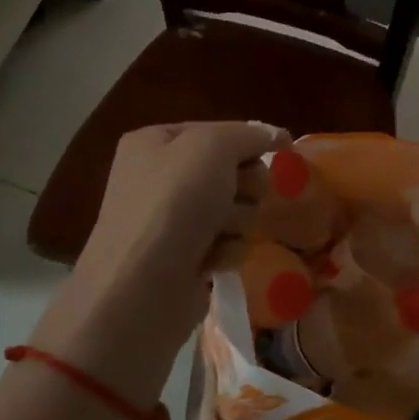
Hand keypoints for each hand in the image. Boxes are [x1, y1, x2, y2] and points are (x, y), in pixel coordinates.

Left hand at [33, 121, 286, 400]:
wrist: (141, 288)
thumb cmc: (173, 204)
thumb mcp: (212, 147)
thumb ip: (249, 134)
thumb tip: (277, 134)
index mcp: (154, 143)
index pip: (217, 131)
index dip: (246, 144)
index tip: (274, 153)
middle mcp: (159, 178)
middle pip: (230, 171)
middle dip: (243, 186)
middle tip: (237, 196)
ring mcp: (171, 222)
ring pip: (234, 209)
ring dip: (237, 221)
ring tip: (217, 235)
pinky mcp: (184, 259)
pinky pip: (227, 244)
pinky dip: (226, 251)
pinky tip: (210, 262)